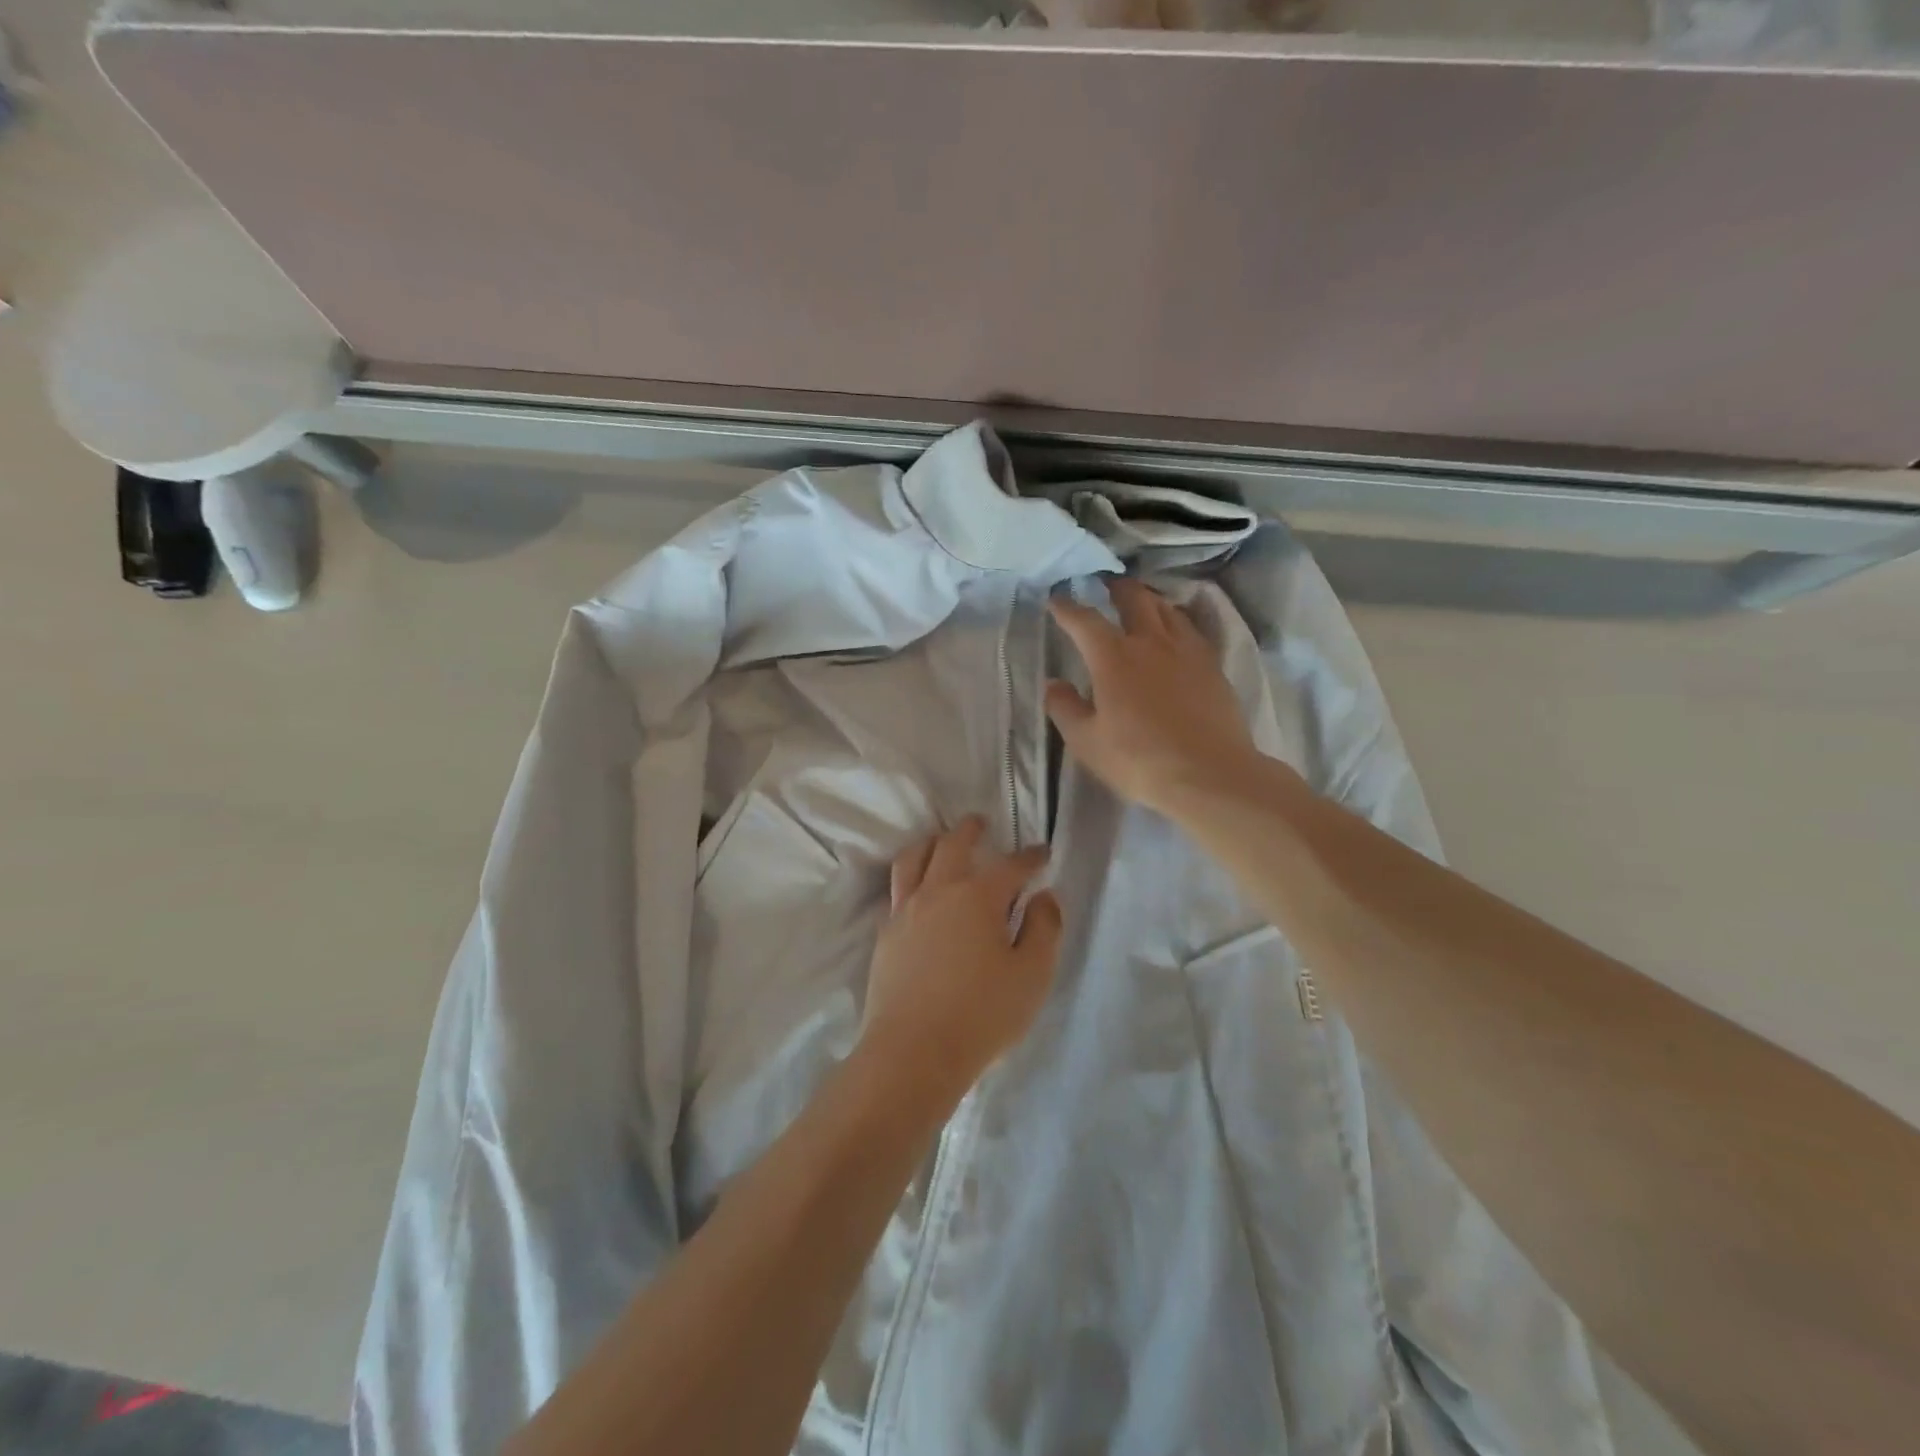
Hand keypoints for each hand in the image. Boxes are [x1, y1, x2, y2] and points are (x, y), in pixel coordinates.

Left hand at [860, 818, 1062, 1106]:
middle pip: (952, 845)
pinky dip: (910, 876)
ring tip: (939, 841)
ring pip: (913, 859)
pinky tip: (916, 889)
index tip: (1042, 853)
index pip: (1010, 866)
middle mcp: (938, 891)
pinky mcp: (885, 934)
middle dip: (970, 830)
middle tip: (980, 823)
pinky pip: (896, 890)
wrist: (913, 1052)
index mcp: (978, 897)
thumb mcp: (1032, 975)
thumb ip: (1044, 929)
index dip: (1030, 857)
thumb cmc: (982, 1014)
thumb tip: (1044, 897)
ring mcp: (905, 911)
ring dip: (931, 843)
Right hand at [1047, 578, 1262, 815]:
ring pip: (1167, 609)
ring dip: (1150, 600)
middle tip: (1107, 586)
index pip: (1084, 621)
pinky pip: (1191, 629)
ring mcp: (1186, 651)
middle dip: (1116, 588)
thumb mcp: (1087, 741)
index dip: (1067, 608)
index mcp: (1113, 658)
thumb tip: (1053, 684)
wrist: (1209, 774)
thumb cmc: (1139, 759)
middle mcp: (1150, 642)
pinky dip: (1176, 621)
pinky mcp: (1212, 666)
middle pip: (1134, 599)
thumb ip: (1065, 708)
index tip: (1056, 600)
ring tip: (1142, 603)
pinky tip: (1176, 633)